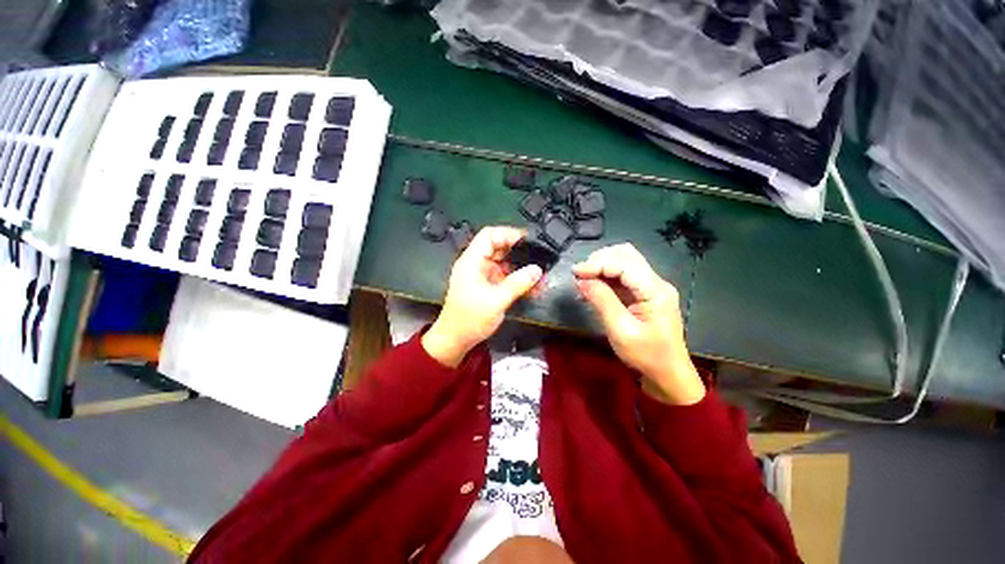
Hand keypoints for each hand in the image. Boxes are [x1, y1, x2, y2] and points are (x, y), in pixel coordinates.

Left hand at [423, 227, 542, 366]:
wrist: (455, 340)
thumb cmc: (470, 319)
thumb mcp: (496, 300)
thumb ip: (518, 283)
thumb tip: (537, 269)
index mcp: (472, 261)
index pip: (489, 235)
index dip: (508, 234)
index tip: (528, 242)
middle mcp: (476, 264)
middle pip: (498, 248)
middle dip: (519, 252)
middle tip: (538, 258)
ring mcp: (481, 275)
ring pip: (503, 263)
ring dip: (520, 268)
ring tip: (540, 276)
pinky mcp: (486, 286)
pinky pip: (504, 277)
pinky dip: (517, 280)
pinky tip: (532, 288)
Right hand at [573, 244, 704, 404]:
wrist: (668, 374)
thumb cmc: (646, 355)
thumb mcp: (620, 330)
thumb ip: (602, 301)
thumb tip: (582, 280)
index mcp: (655, 291)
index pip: (624, 264)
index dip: (597, 264)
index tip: (575, 272)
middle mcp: (656, 283)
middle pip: (627, 255)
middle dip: (600, 260)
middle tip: (580, 275)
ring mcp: (651, 287)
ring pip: (625, 262)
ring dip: (602, 265)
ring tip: (584, 278)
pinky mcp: (645, 293)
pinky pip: (624, 276)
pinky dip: (606, 276)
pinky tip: (593, 285)